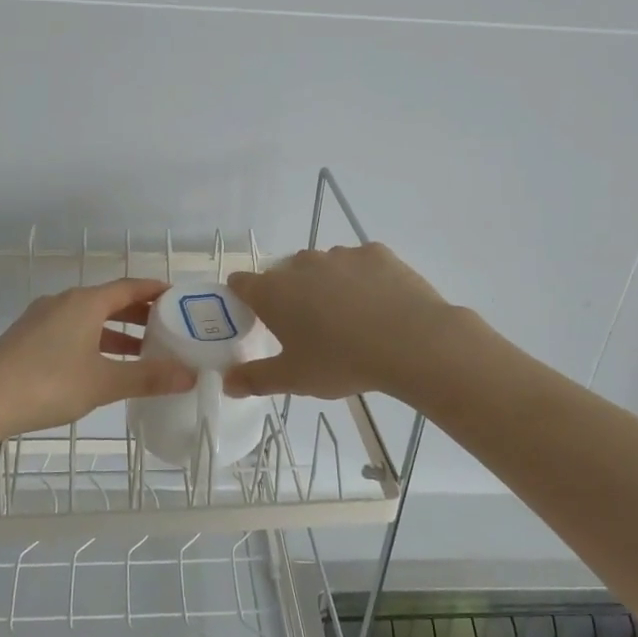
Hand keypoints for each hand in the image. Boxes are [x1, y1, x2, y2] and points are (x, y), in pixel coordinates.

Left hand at [0, 279, 196, 443]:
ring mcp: (41, 319)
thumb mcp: (103, 382)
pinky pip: (70, 330)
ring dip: (115, 331)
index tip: (178, 298)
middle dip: (138, 314)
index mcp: (85, 302)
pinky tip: (98, 366)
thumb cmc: (48, 383)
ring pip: (88, 318)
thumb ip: (148, 377)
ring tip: (139, 352)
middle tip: (166, 328)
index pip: (130, 287)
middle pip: (109, 301)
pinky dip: (92, 340)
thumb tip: (189, 375)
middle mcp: (64, 302)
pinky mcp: (26, 338)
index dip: (155, 291)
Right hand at [222, 244, 452, 400]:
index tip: (256, 318)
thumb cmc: (342, 361)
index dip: (244, 298)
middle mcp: (300, 264)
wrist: (411, 342)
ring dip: (326, 285)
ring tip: (349, 320)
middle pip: (284, 274)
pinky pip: (358, 264)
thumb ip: (255, 379)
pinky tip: (378, 305)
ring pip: (322, 267)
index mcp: (273, 292)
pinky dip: (361, 280)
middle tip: (309, 329)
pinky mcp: (375, 252)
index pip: (242, 283)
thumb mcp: (294, 379)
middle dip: (291, 295)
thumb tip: (226, 383)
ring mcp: (339, 254)